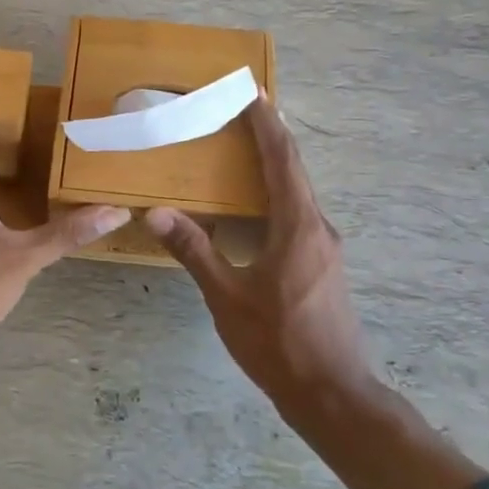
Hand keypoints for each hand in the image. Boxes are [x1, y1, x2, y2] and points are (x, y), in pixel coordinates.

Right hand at [146, 101, 371, 401]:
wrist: (332, 394)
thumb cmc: (278, 342)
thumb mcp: (228, 297)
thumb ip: (194, 251)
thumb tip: (156, 213)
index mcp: (298, 227)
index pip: (283, 161)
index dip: (267, 125)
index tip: (253, 93)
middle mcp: (318, 228)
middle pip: (295, 171)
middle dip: (270, 138)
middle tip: (242, 113)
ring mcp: (325, 249)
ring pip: (299, 194)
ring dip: (274, 167)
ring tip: (244, 150)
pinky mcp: (323, 266)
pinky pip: (299, 215)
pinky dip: (277, 196)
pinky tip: (255, 207)